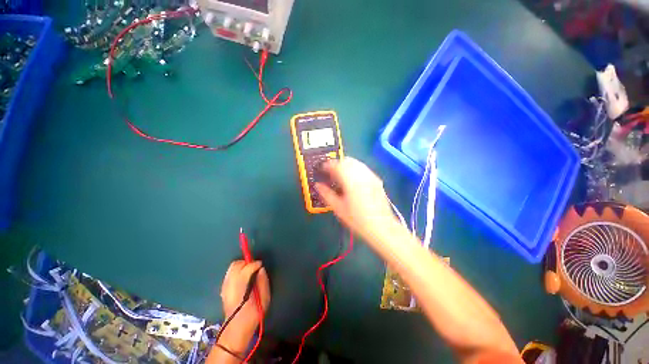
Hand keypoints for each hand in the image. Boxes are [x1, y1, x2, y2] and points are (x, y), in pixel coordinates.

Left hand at [218, 260, 269, 350]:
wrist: (236, 329)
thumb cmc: (253, 314)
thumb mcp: (264, 299)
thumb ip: (263, 281)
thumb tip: (261, 269)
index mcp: (241, 286)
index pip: (247, 267)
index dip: (255, 264)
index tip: (261, 266)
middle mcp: (230, 284)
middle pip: (237, 265)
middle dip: (247, 263)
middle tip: (254, 268)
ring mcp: (225, 286)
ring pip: (232, 268)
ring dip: (241, 266)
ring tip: (249, 272)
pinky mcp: (223, 289)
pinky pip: (229, 274)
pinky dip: (236, 272)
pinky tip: (242, 279)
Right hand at [315, 157, 397, 239]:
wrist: (382, 227)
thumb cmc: (358, 220)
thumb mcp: (339, 208)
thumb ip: (327, 194)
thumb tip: (318, 185)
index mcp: (351, 181)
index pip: (337, 165)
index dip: (327, 165)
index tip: (321, 169)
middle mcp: (362, 175)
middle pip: (347, 160)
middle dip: (336, 163)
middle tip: (329, 172)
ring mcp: (371, 176)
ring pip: (356, 163)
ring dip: (345, 165)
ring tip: (339, 175)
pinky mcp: (376, 180)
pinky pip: (363, 168)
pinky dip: (354, 169)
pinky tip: (352, 179)